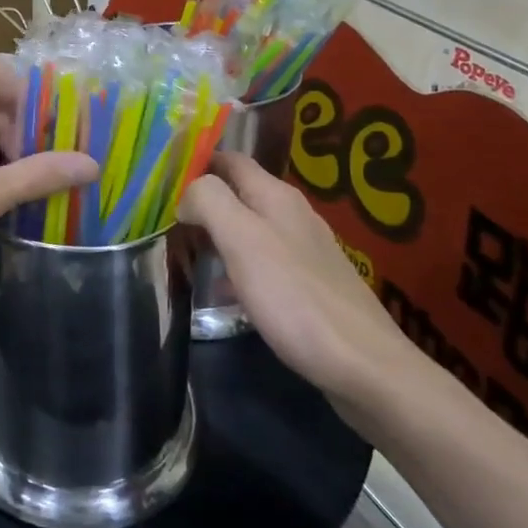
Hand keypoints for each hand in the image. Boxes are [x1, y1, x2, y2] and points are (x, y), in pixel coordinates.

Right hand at [180, 152, 421, 426]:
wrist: (366, 369)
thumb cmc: (296, 298)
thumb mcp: (242, 241)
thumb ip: (210, 203)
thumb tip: (187, 192)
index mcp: (276, 196)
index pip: (230, 159)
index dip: (196, 160)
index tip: (161, 178)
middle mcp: (293, 215)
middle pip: (239, 193)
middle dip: (202, 201)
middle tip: (164, 219)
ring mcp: (306, 251)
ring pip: (249, 228)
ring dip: (217, 235)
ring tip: (184, 252)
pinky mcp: (311, 286)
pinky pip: (263, 263)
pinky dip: (237, 268)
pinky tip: (224, 293)